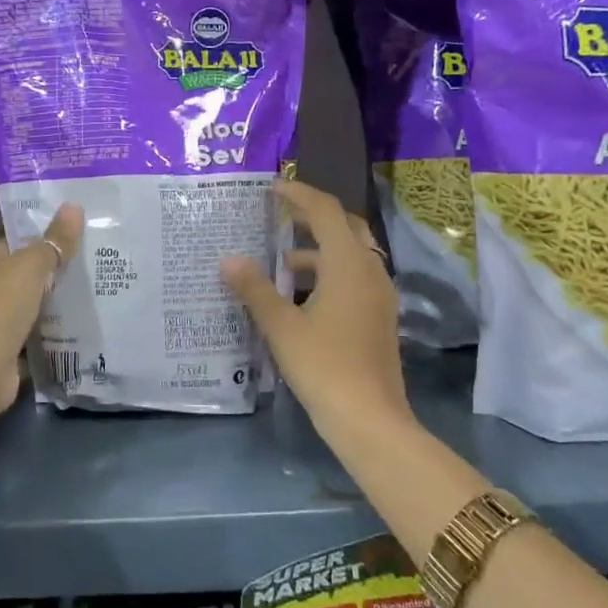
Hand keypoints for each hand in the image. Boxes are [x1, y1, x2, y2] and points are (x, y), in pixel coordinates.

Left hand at [0, 203, 84, 416]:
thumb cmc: (1, 304)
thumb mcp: (32, 265)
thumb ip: (54, 241)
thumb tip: (74, 206)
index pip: (6, 248)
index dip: (33, 245)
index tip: (63, 245)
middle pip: (12, 280)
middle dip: (40, 279)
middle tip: (77, 275)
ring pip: (18, 311)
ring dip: (40, 310)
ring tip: (77, 304)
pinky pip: (22, 339)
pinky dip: (38, 338)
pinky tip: (64, 335)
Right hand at [219, 180, 411, 443]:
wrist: (370, 420)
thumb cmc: (323, 365)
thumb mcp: (282, 326)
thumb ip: (254, 289)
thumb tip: (228, 259)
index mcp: (348, 264)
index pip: (326, 210)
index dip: (299, 194)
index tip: (272, 188)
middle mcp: (370, 271)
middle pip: (344, 227)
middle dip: (312, 217)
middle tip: (278, 217)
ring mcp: (379, 295)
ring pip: (350, 255)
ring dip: (317, 250)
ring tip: (279, 264)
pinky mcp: (379, 317)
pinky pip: (353, 278)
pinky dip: (328, 273)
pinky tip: (300, 297)